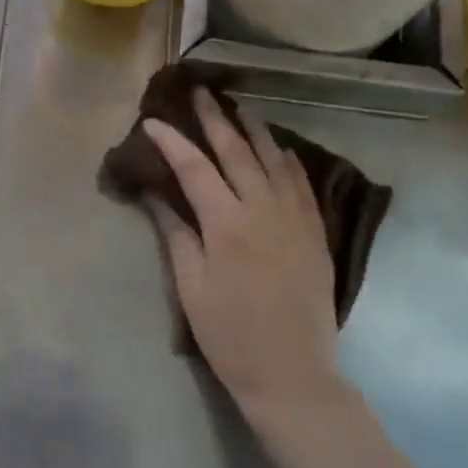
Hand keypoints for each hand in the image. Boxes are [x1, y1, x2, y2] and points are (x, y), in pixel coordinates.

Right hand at [143, 89, 346, 424]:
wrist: (292, 375)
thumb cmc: (230, 336)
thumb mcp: (191, 287)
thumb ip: (176, 234)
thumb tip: (155, 194)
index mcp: (227, 225)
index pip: (194, 169)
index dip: (171, 142)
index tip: (153, 121)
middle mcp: (263, 211)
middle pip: (236, 153)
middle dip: (215, 120)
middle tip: (201, 92)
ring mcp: (295, 220)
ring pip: (274, 161)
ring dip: (254, 130)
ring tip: (239, 106)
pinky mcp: (315, 234)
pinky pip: (302, 185)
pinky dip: (288, 160)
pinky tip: (280, 148)